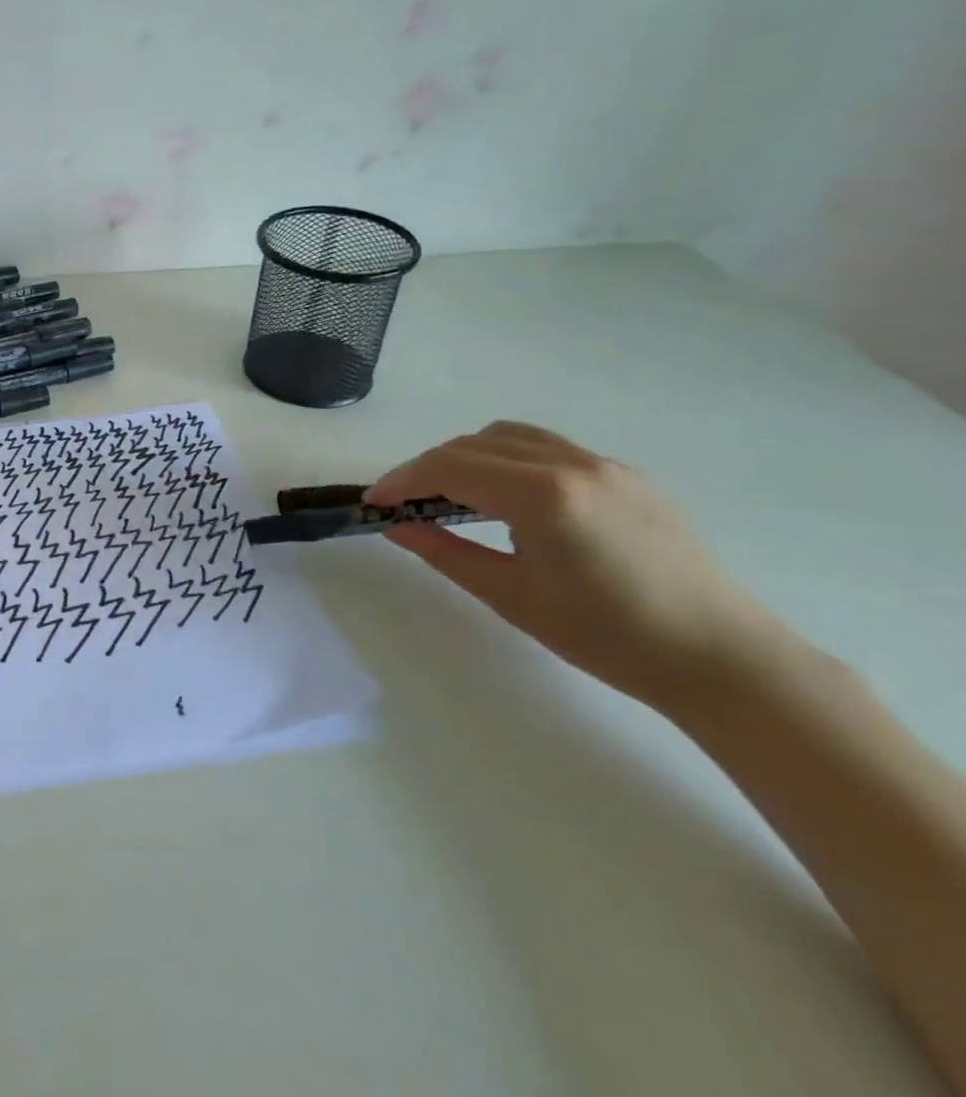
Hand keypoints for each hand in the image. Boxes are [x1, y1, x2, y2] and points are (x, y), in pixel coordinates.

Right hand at [367, 422, 783, 708]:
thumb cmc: (608, 638)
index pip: (450, 467)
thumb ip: (445, 552)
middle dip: (428, 467)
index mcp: (543, 496)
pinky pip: (548, 448)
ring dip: (467, 456)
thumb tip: (396, 526)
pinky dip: (507, 459)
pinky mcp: (626, 475)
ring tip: (450, 495)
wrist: (722, 659)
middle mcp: (572, 464)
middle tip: (404, 503)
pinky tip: (506, 498)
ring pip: (510, 436)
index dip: (402, 480)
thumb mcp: (511, 596)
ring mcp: (605, 465)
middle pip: (473, 444)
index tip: (374, 502)